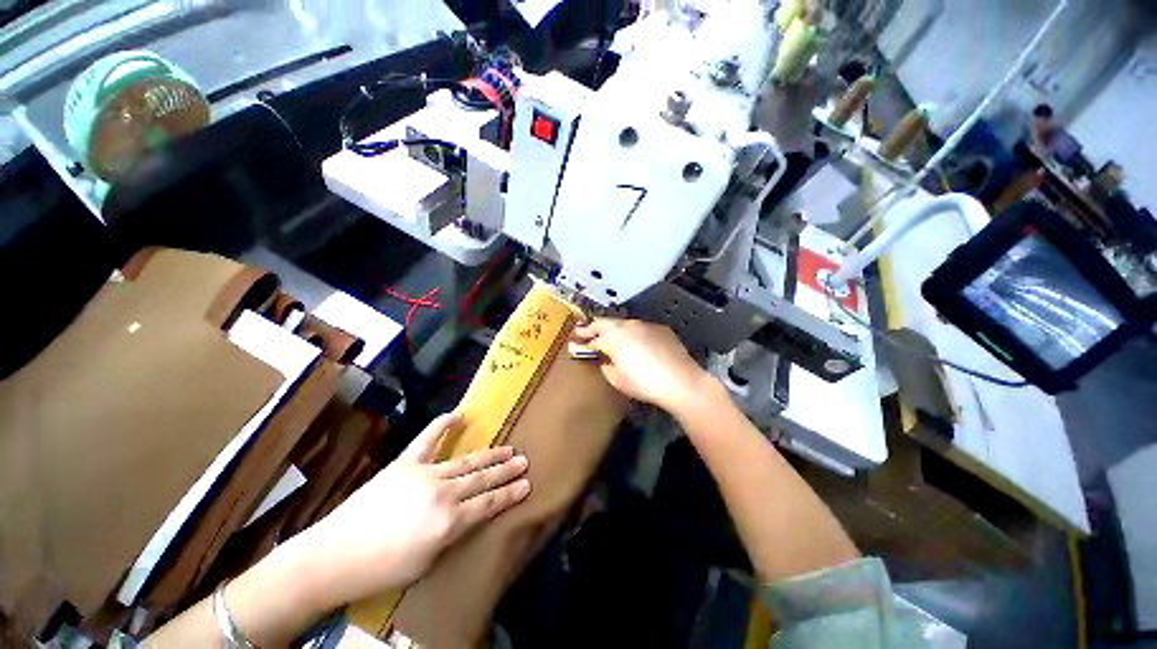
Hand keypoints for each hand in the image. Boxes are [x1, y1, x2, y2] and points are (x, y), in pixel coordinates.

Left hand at [289, 414, 530, 608]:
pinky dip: (442, 425)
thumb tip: (469, 515)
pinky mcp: (405, 463)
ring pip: (466, 461)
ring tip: (508, 448)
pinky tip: (458, 415)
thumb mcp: (427, 563)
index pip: (488, 504)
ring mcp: (424, 474)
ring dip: (489, 454)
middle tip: (524, 460)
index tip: (527, 484)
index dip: (509, 494)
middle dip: (506, 470)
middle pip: (482, 479)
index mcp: (449, 522)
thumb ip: (453, 534)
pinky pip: (427, 439)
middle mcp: (443, 493)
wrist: (333, 556)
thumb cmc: (382, 570)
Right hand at [572, 318, 710, 413]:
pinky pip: (641, 328)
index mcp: (614, 339)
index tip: (575, 341)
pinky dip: (633, 332)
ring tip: (610, 336)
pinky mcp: (660, 328)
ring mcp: (645, 325)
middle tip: (584, 331)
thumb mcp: (618, 380)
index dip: (583, 341)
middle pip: (605, 323)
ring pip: (623, 323)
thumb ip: (607, 367)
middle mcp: (627, 327)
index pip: (594, 338)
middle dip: (593, 327)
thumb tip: (606, 362)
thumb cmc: (645, 384)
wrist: (681, 381)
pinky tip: (636, 342)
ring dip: (614, 329)